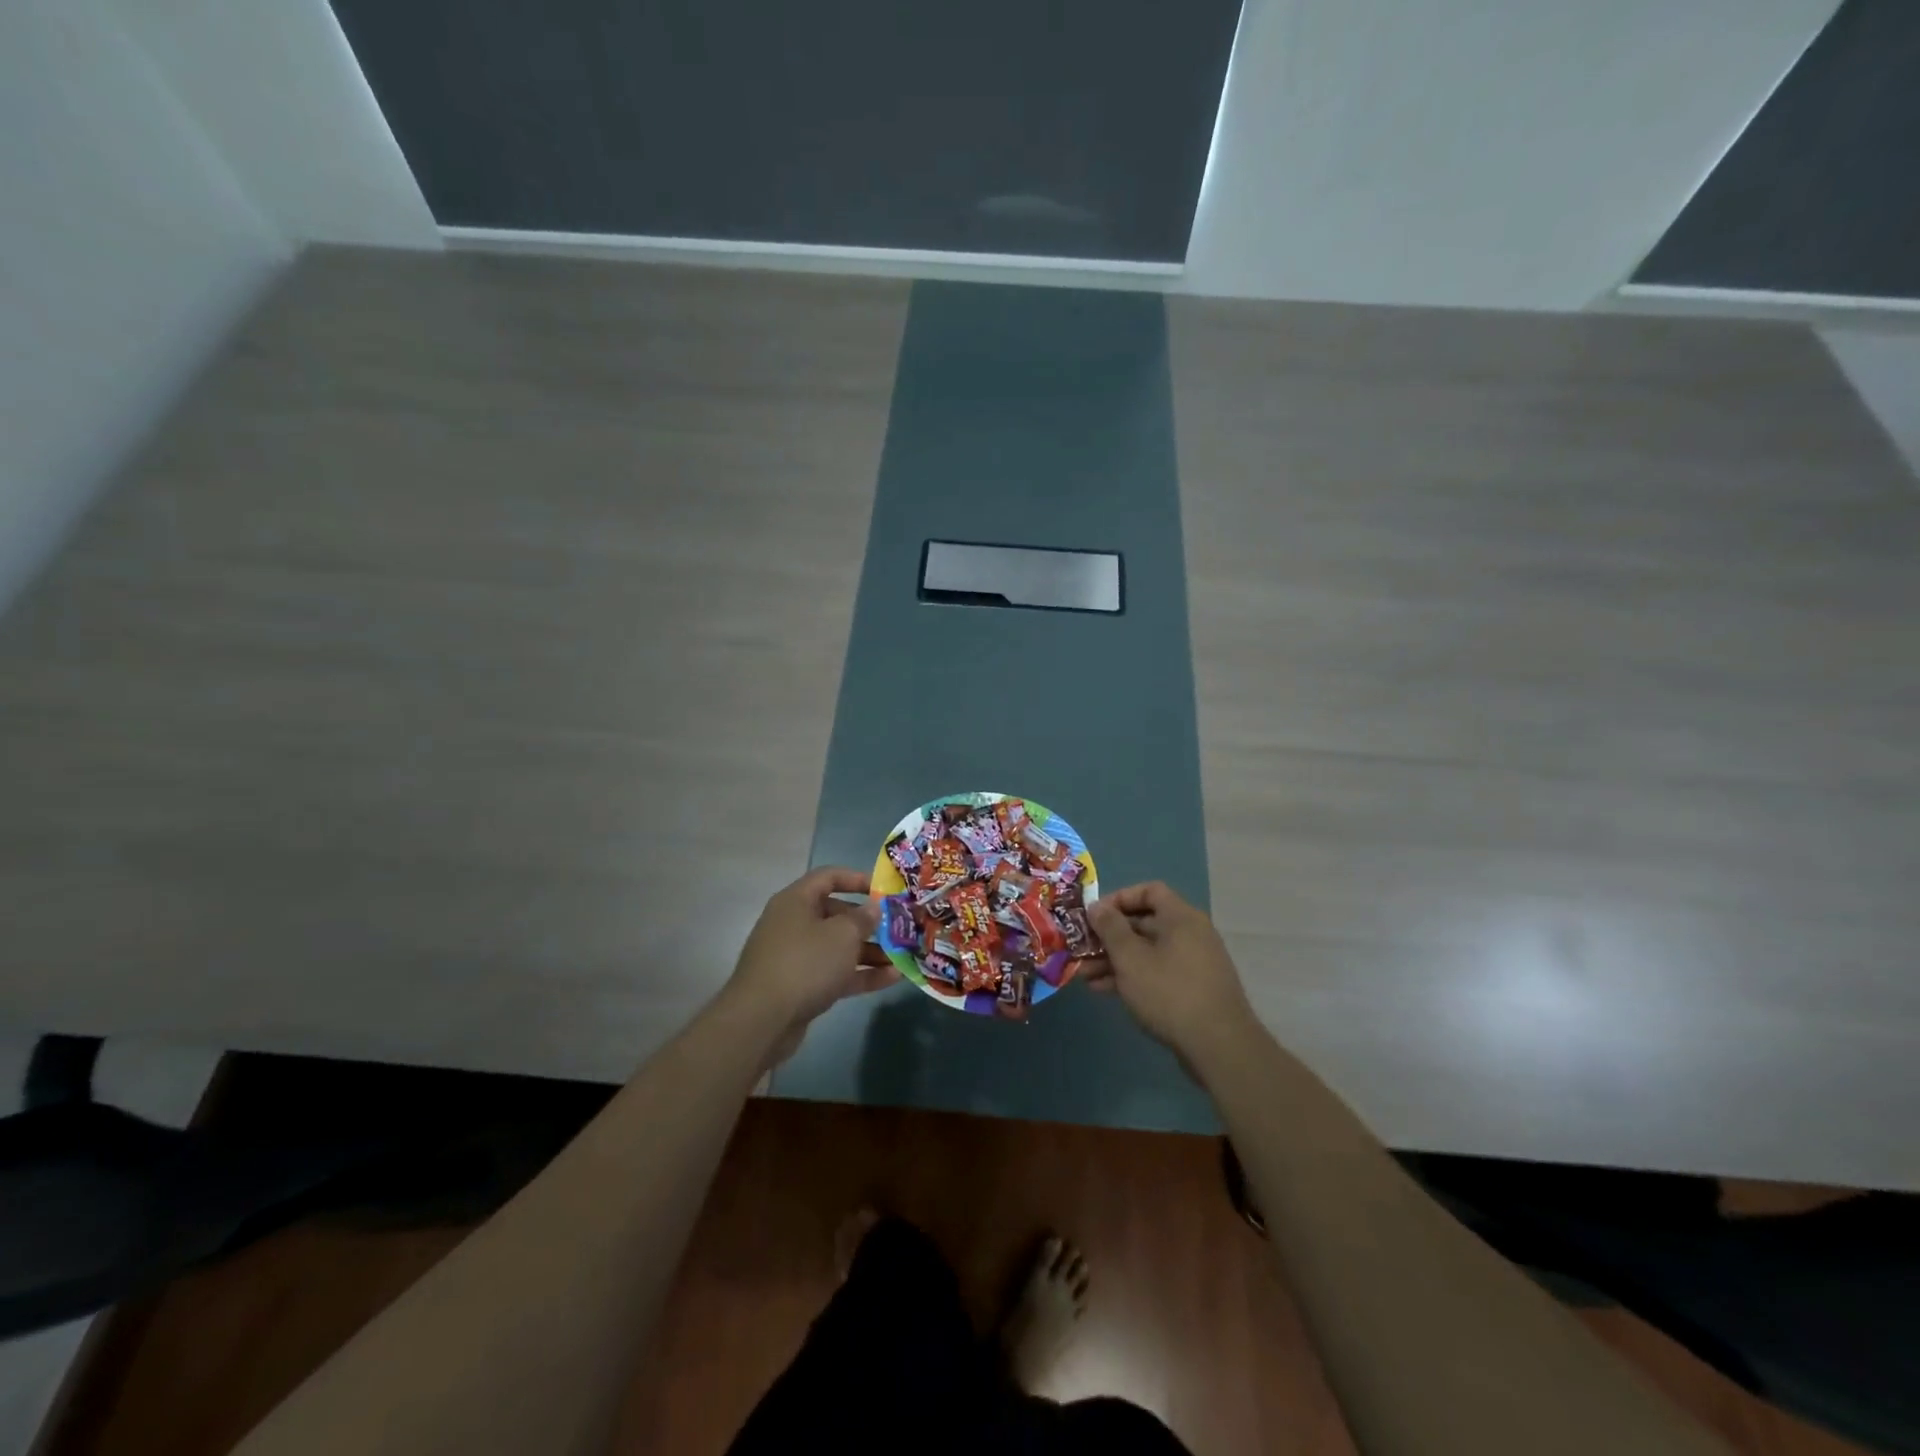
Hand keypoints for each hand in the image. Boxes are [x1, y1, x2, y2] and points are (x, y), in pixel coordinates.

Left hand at [725, 868, 895, 1054]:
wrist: (762, 1021)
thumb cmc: (805, 964)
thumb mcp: (842, 935)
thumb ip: (863, 918)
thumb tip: (873, 908)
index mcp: (797, 901)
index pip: (828, 877)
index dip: (857, 879)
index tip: (884, 890)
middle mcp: (794, 924)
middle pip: (836, 914)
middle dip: (869, 923)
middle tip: (898, 929)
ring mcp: (796, 957)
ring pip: (838, 947)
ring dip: (870, 952)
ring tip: (902, 957)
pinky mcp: (800, 986)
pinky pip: (835, 972)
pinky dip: (860, 974)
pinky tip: (892, 979)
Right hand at [1086, 882, 1256, 1062]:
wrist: (1219, 1047)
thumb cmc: (1169, 992)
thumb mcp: (1130, 957)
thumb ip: (1110, 928)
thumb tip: (1097, 906)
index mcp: (1181, 918)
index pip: (1149, 891)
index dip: (1119, 898)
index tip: (1095, 915)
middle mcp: (1191, 934)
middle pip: (1144, 923)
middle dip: (1109, 936)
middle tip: (1081, 948)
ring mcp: (1193, 964)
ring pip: (1147, 951)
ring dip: (1114, 960)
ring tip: (1084, 974)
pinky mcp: (1192, 990)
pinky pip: (1156, 973)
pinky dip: (1132, 976)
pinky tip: (1104, 990)